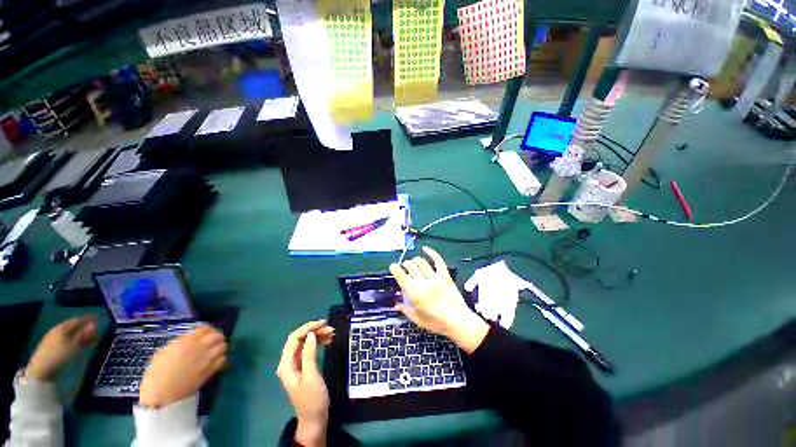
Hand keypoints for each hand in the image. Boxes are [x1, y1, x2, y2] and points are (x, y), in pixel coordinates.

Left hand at [26, 315, 98, 380]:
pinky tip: (74, 348)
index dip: (86, 319)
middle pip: (72, 327)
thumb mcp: (70, 349)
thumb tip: (95, 326)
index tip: (97, 318)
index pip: (76, 321)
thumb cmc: (57, 357)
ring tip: (86, 339)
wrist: (43, 368)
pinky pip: (66, 342)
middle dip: (82, 327)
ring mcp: (55, 340)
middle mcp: (59, 330)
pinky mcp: (54, 350)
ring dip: (77, 335)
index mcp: (63, 328)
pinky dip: (72, 342)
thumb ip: (81, 339)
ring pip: (68, 335)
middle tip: (94, 329)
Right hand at [139, 325, 226, 407]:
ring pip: (223, 349)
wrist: (163, 388)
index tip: (207, 331)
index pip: (204, 329)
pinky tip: (218, 360)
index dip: (208, 329)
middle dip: (217, 337)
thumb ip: (181, 343)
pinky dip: (222, 359)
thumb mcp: (168, 349)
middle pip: (217, 338)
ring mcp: (205, 363)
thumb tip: (190, 342)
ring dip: (221, 348)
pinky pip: (222, 363)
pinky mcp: (209, 375)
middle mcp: (198, 349)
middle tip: (213, 341)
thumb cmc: (159, 367)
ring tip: (216, 350)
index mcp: (186, 340)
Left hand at [278, 320, 334, 446]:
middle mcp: (287, 363)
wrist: (314, 419)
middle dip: (312, 333)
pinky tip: (324, 344)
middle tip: (331, 329)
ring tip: (331, 334)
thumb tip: (310, 336)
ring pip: (303, 347)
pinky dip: (315, 348)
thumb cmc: (313, 400)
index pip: (294, 339)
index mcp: (286, 364)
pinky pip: (306, 355)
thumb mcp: (312, 377)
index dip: (307, 329)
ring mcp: (294, 368)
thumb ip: (309, 355)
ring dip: (315, 339)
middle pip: (297, 342)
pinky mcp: (301, 372)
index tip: (323, 323)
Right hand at [390, 246, 488, 353]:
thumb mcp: (418, 320)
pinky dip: (432, 253)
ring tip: (413, 263)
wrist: (458, 321)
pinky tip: (426, 249)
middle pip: (411, 267)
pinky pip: (438, 261)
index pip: (402, 277)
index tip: (393, 266)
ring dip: (415, 261)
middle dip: (405, 265)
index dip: (395, 269)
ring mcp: (436, 279)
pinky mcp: (446, 277)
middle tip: (404, 268)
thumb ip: (406, 311)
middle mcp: (424, 284)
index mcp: (415, 295)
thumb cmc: (437, 323)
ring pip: (422, 263)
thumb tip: (397, 305)